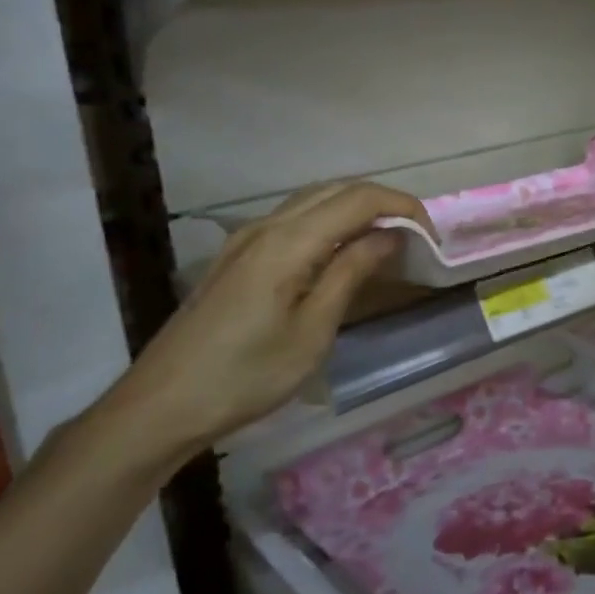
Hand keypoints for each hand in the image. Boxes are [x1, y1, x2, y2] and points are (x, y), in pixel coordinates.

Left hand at [92, 181, 433, 472]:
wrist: (162, 404)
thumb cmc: (246, 375)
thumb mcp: (312, 331)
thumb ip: (351, 273)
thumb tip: (389, 237)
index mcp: (289, 241)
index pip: (360, 199)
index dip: (403, 208)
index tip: (432, 238)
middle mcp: (267, 225)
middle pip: (337, 189)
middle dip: (384, 202)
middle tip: (416, 237)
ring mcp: (247, 237)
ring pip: (314, 199)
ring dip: (357, 208)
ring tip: (387, 242)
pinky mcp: (238, 255)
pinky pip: (295, 218)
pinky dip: (330, 221)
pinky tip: (341, 252)